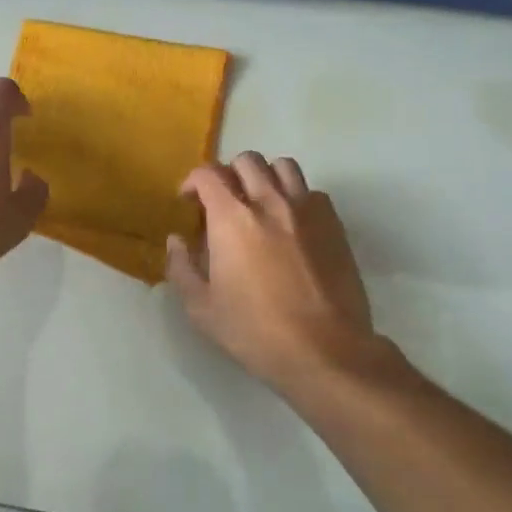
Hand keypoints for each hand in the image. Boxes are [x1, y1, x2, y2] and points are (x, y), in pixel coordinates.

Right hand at [166, 153, 375, 389]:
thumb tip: (177, 240)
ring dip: (264, 177)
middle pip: (246, 161)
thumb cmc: (255, 331)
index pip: (208, 174)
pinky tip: (291, 224)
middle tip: (223, 202)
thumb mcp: (201, 308)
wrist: (324, 350)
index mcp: (232, 218)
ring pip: (283, 166)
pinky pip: (312, 192)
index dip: (193, 182)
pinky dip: (296, 197)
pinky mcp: (334, 223)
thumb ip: (181, 267)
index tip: (189, 202)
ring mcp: (306, 209)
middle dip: (228, 175)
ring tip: (259, 202)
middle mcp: (269, 201)